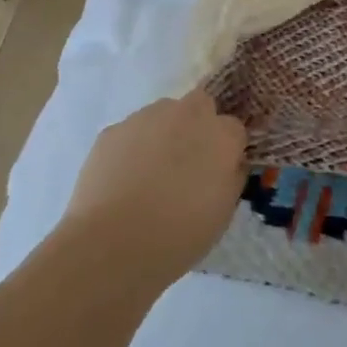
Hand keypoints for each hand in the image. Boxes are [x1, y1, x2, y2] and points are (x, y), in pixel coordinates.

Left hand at [62, 92, 248, 282]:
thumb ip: (231, 177)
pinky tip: (123, 179)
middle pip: (200, 105)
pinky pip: (131, 132)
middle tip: (187, 162)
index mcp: (222, 136)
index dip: (226, 149)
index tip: (218, 171)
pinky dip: (131, 147)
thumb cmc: (180, 233)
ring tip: (150, 173)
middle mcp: (187, 116)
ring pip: (162, 114)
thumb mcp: (223, 213)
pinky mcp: (113, 130)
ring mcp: (146, 118)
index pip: (234, 129)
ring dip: (164, 132)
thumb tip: (229, 164)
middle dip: (197, 125)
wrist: (113, 241)